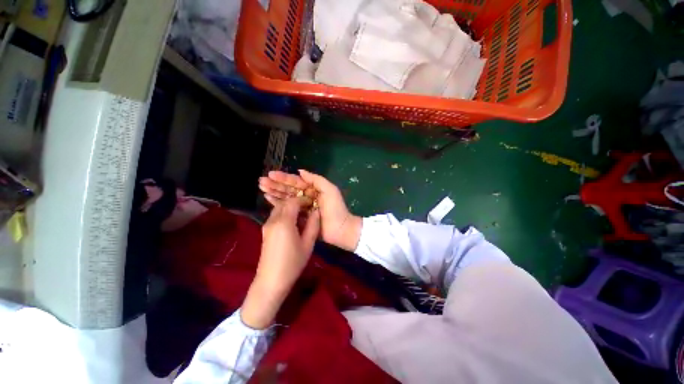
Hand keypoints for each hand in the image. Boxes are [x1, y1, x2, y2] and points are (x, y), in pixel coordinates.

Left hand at [241, 198, 319, 328]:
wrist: (271, 281)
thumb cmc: (292, 263)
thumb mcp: (308, 244)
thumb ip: (313, 225)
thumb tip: (316, 211)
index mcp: (284, 222)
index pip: (293, 202)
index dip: (303, 199)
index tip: (312, 202)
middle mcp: (273, 220)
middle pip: (284, 203)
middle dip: (296, 202)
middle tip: (308, 207)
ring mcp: (267, 225)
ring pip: (278, 208)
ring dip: (290, 207)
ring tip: (302, 214)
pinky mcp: (265, 231)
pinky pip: (276, 215)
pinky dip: (285, 213)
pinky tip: (293, 222)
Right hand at [259, 170, 361, 251]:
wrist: (339, 228)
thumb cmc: (336, 208)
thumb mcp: (330, 190)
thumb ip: (316, 179)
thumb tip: (300, 171)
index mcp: (313, 189)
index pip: (296, 182)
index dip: (284, 178)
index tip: (271, 174)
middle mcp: (306, 196)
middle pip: (289, 189)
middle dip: (275, 184)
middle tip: (261, 181)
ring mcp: (302, 207)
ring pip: (286, 198)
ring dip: (274, 192)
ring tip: (261, 188)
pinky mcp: (299, 217)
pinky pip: (287, 209)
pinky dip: (277, 204)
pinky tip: (268, 198)